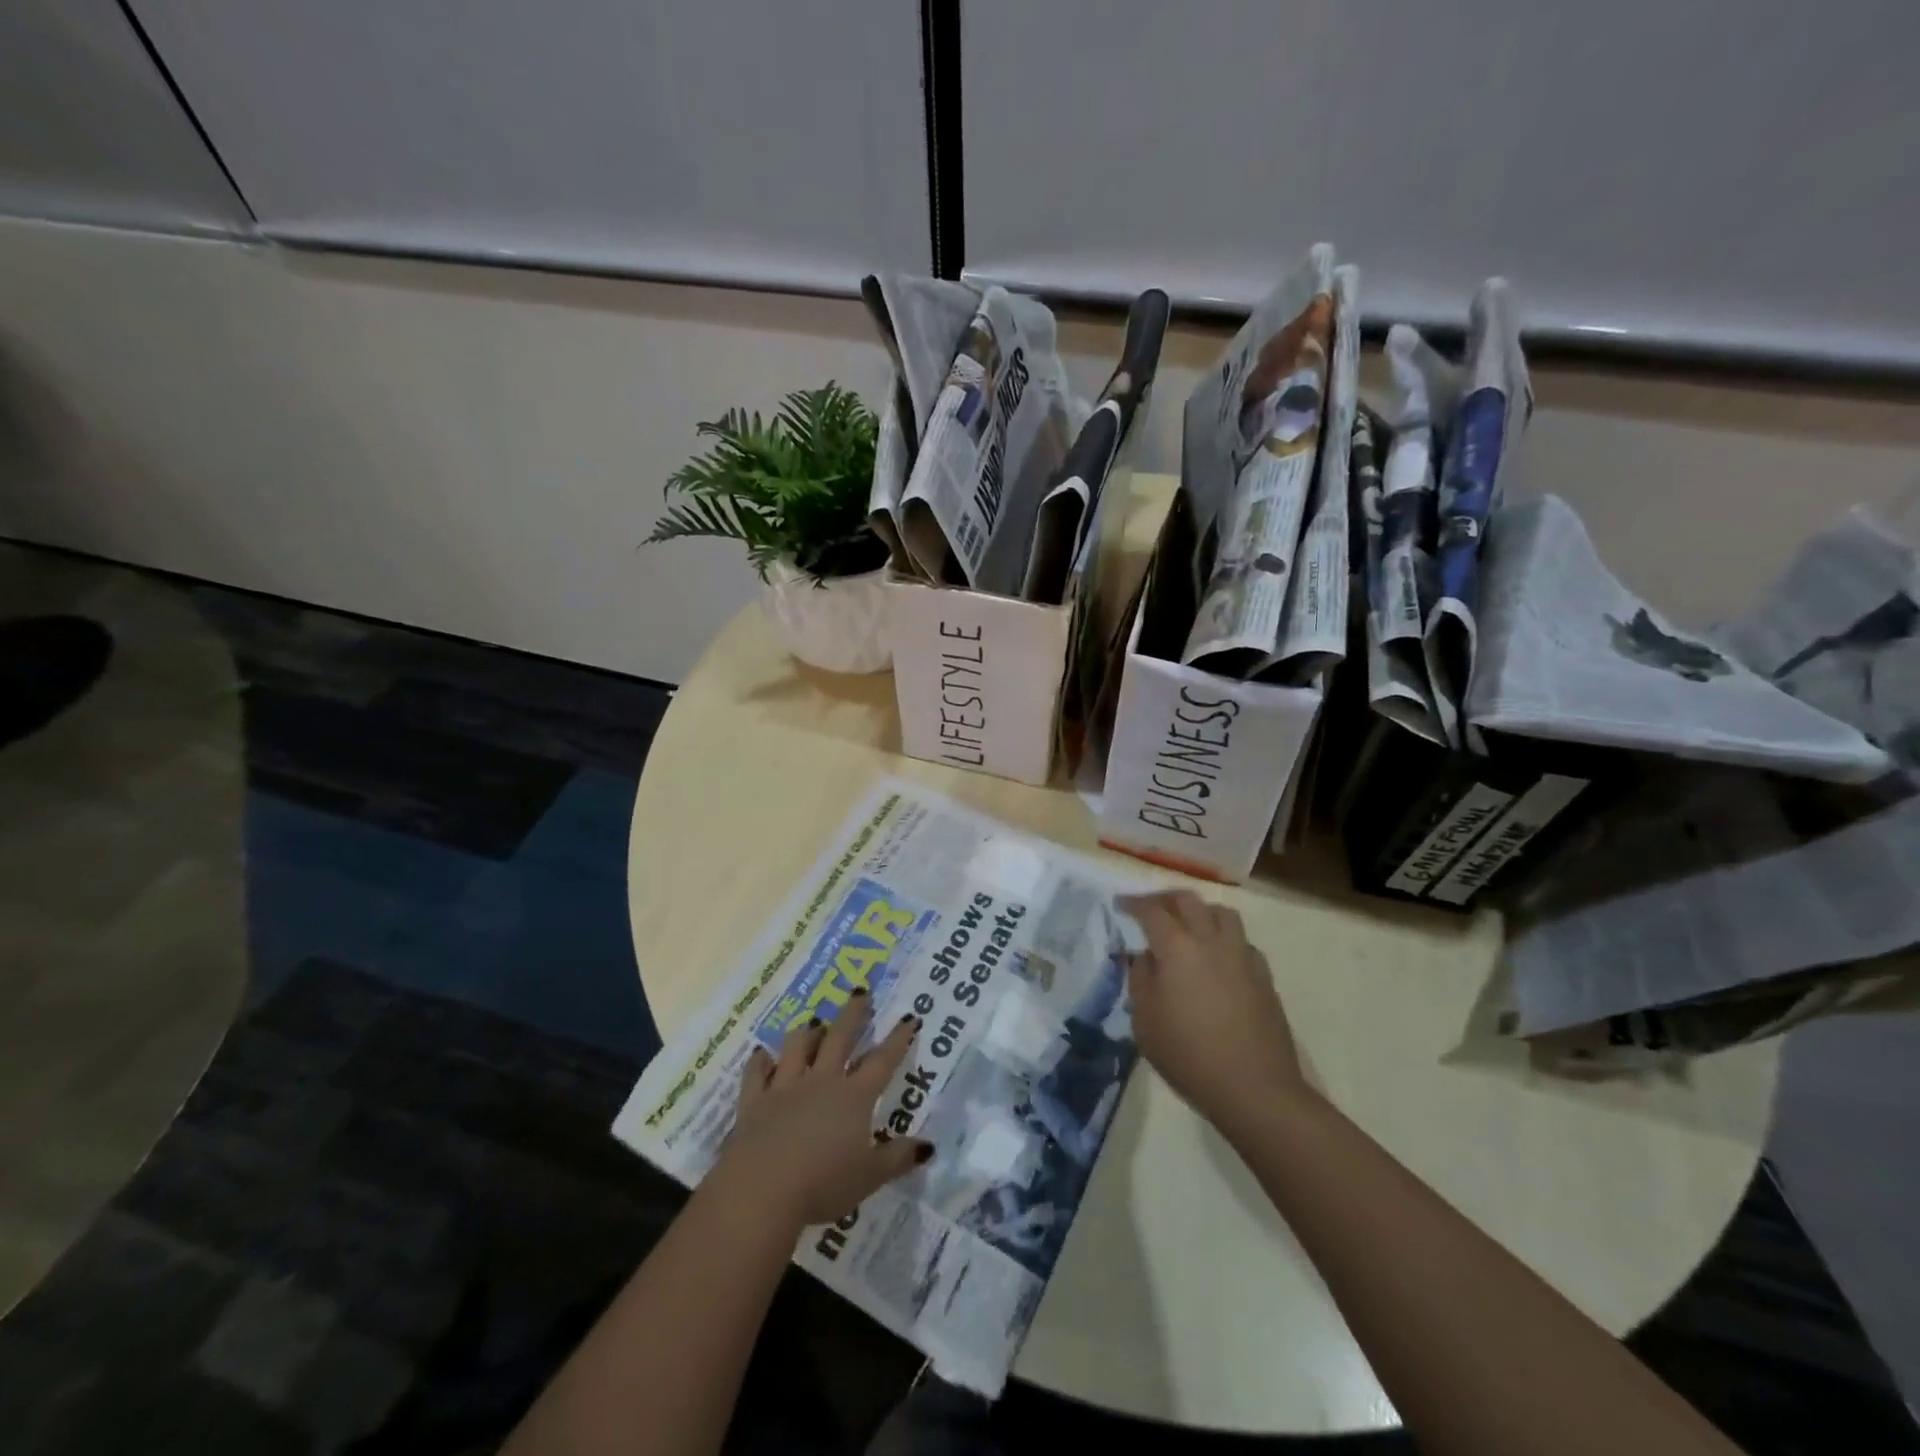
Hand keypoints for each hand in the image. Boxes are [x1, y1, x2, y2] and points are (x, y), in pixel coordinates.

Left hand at [712, 990, 931, 1230]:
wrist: (761, 1190)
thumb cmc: (823, 1184)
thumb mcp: (869, 1177)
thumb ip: (898, 1158)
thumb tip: (928, 1146)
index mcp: (854, 1097)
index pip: (882, 1061)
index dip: (898, 1040)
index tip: (909, 1018)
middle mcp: (821, 1081)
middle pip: (840, 1038)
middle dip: (853, 1014)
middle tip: (861, 993)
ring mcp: (785, 1087)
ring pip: (798, 1047)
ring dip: (808, 1033)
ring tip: (815, 1023)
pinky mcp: (754, 1101)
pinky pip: (756, 1073)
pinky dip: (759, 1062)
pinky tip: (761, 1054)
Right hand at [1119, 890, 1309, 1131]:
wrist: (1254, 1088)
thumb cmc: (1189, 1055)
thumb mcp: (1145, 1021)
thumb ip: (1140, 979)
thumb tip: (1145, 956)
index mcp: (1177, 948)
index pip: (1152, 911)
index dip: (1134, 903)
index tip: (1120, 904)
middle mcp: (1211, 941)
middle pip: (1189, 901)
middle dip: (1165, 899)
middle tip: (1150, 909)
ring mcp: (1242, 956)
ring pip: (1222, 913)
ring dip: (1200, 911)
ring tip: (1188, 926)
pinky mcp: (1263, 975)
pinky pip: (1241, 940)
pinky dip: (1224, 937)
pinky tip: (1217, 958)